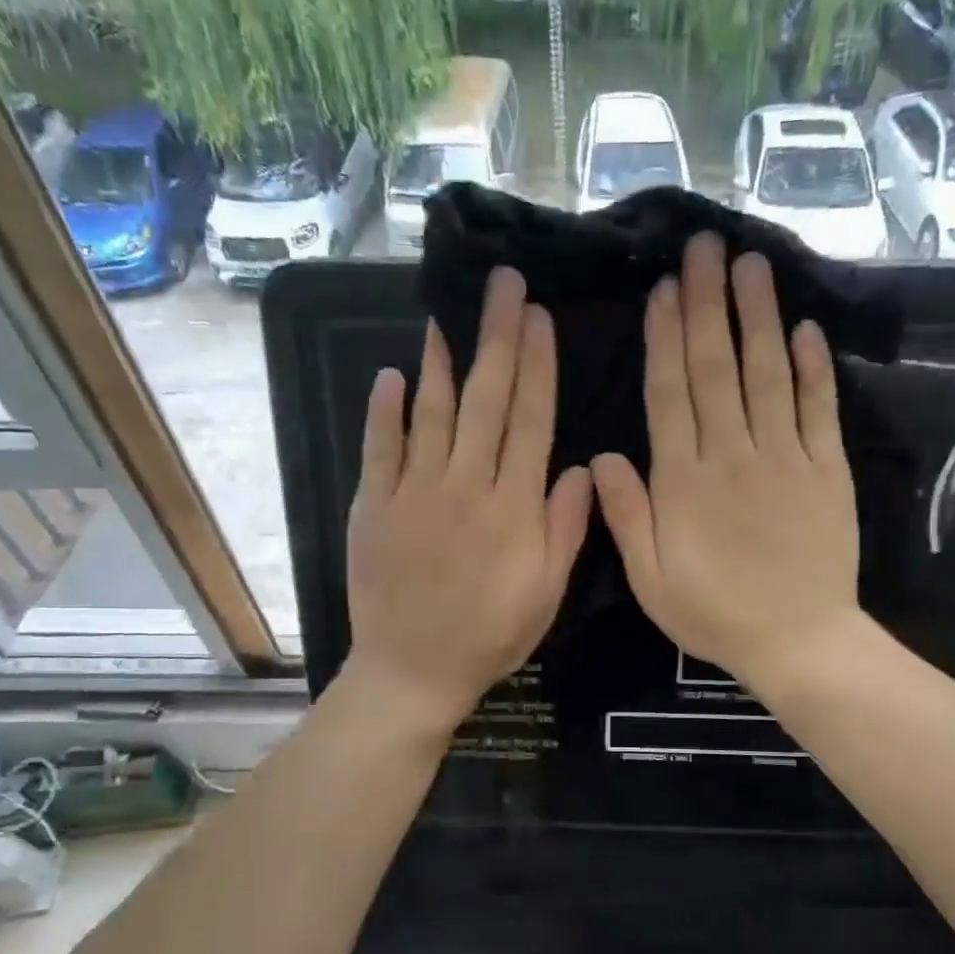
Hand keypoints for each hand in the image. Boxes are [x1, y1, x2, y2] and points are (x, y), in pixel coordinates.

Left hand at [344, 266, 592, 734]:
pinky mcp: (374, 507)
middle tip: (500, 284)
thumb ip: (565, 528)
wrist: (414, 669)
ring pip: (431, 412)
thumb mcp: (547, 593)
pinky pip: (379, 449)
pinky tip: (389, 377)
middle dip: (496, 337)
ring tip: (445, 314)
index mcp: (513, 506)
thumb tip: (580, 468)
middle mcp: (465, 485)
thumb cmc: (491, 635)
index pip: (530, 420)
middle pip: (485, 400)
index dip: (537, 365)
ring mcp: (414, 492)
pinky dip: (383, 412)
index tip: (539, 317)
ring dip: (440, 360)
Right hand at [591, 233, 861, 692]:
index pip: (671, 395)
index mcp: (685, 481)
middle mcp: (733, 454)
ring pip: (768, 374)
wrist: (798, 641)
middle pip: (717, 369)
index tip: (664, 290)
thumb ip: (627, 516)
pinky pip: (820, 409)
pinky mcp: (828, 470)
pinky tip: (805, 328)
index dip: (665, 339)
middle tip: (705, 247)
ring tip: (751, 265)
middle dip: (708, 305)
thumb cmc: (715, 613)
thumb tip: (604, 456)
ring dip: (757, 317)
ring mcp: (786, 457)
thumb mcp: (651, 579)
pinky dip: (814, 368)